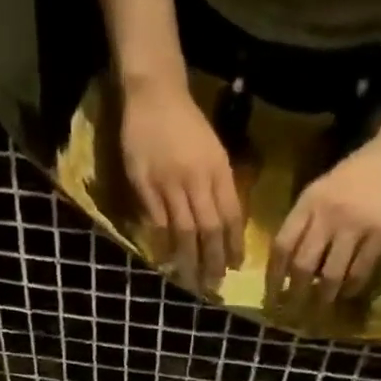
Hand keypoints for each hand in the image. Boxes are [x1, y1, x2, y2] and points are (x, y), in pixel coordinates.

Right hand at [119, 78, 244, 292]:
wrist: (155, 95)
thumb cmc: (186, 123)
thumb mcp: (213, 150)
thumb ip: (219, 184)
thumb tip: (225, 222)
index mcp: (218, 169)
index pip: (231, 215)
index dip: (234, 245)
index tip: (235, 267)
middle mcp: (197, 179)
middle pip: (209, 229)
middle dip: (213, 260)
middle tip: (213, 285)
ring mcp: (169, 184)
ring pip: (184, 231)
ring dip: (188, 260)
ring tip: (191, 281)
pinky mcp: (145, 186)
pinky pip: (157, 223)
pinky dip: (163, 244)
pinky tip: (166, 260)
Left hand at [266, 131, 380, 312]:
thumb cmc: (361, 171)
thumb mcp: (324, 188)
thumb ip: (307, 220)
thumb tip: (291, 262)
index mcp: (309, 202)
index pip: (281, 246)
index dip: (273, 276)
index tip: (270, 297)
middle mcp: (327, 215)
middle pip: (302, 266)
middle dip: (294, 295)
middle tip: (292, 314)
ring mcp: (355, 225)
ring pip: (330, 274)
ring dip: (323, 297)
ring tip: (320, 310)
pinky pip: (360, 271)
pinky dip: (351, 287)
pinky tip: (348, 294)